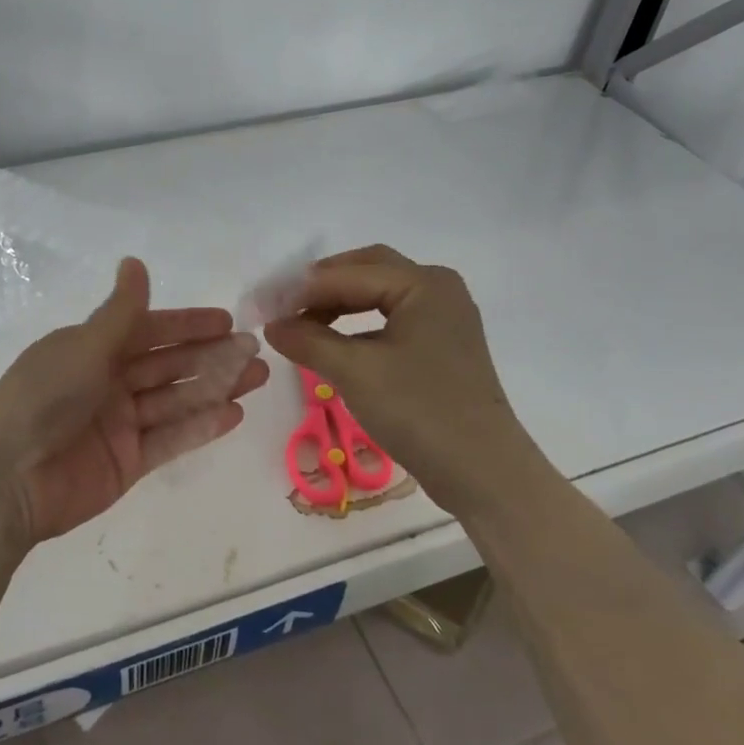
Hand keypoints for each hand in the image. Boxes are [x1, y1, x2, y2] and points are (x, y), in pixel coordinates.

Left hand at [0, 258, 269, 544]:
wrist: (7, 480)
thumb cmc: (44, 399)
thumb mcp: (84, 347)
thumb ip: (120, 312)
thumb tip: (134, 261)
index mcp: (91, 350)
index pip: (148, 330)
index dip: (187, 324)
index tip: (227, 321)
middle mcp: (107, 382)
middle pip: (168, 365)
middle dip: (211, 357)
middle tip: (255, 351)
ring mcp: (119, 424)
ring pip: (175, 400)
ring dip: (215, 388)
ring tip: (256, 377)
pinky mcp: (128, 462)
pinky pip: (170, 438)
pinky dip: (200, 426)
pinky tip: (233, 414)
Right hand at [263, 245, 531, 516]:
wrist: (483, 473)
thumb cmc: (420, 411)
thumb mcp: (354, 372)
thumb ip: (308, 340)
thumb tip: (272, 325)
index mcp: (423, 284)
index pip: (348, 273)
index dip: (300, 288)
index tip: (260, 304)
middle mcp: (437, 289)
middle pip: (366, 271)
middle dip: (321, 286)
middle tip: (282, 306)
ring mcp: (443, 318)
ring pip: (378, 295)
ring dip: (338, 305)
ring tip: (301, 326)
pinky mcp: (441, 346)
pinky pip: (390, 320)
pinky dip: (358, 326)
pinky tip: (332, 344)